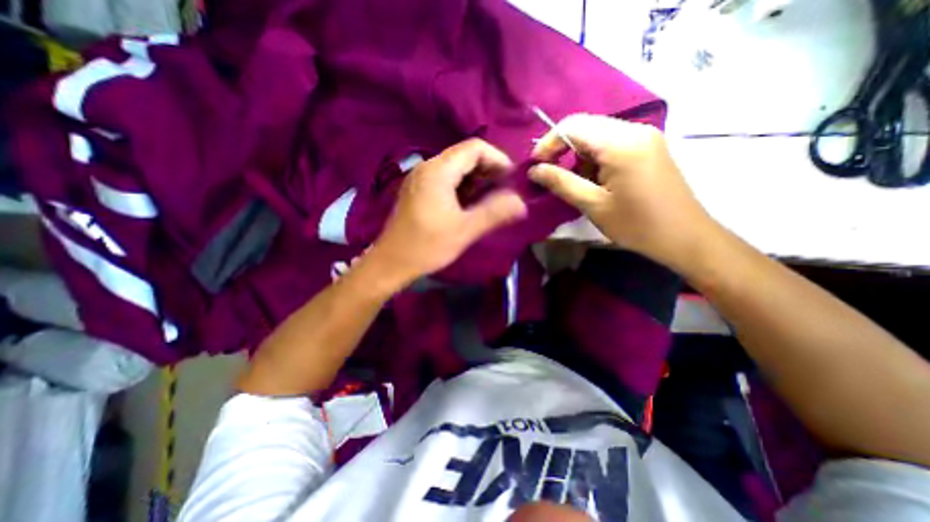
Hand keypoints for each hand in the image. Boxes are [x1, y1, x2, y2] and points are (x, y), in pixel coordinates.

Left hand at [371, 136, 530, 286]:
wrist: (391, 263)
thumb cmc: (427, 246)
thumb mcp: (465, 230)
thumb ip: (495, 213)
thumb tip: (521, 203)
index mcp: (438, 170)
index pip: (475, 148)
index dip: (497, 159)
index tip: (511, 181)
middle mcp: (427, 167)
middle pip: (464, 156)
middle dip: (488, 171)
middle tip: (503, 192)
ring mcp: (420, 179)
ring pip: (455, 168)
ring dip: (476, 180)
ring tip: (489, 200)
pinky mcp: (418, 191)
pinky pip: (445, 180)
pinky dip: (462, 188)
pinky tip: (469, 205)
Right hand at [525, 114, 713, 268]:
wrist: (684, 236)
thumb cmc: (636, 224)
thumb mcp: (593, 205)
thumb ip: (561, 183)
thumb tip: (534, 170)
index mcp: (620, 143)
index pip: (573, 126)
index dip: (548, 143)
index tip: (536, 166)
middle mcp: (634, 129)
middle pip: (585, 126)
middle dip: (562, 148)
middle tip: (550, 174)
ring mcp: (644, 135)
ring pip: (597, 134)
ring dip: (579, 154)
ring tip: (577, 182)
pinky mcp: (649, 146)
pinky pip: (612, 142)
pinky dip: (595, 157)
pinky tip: (596, 179)